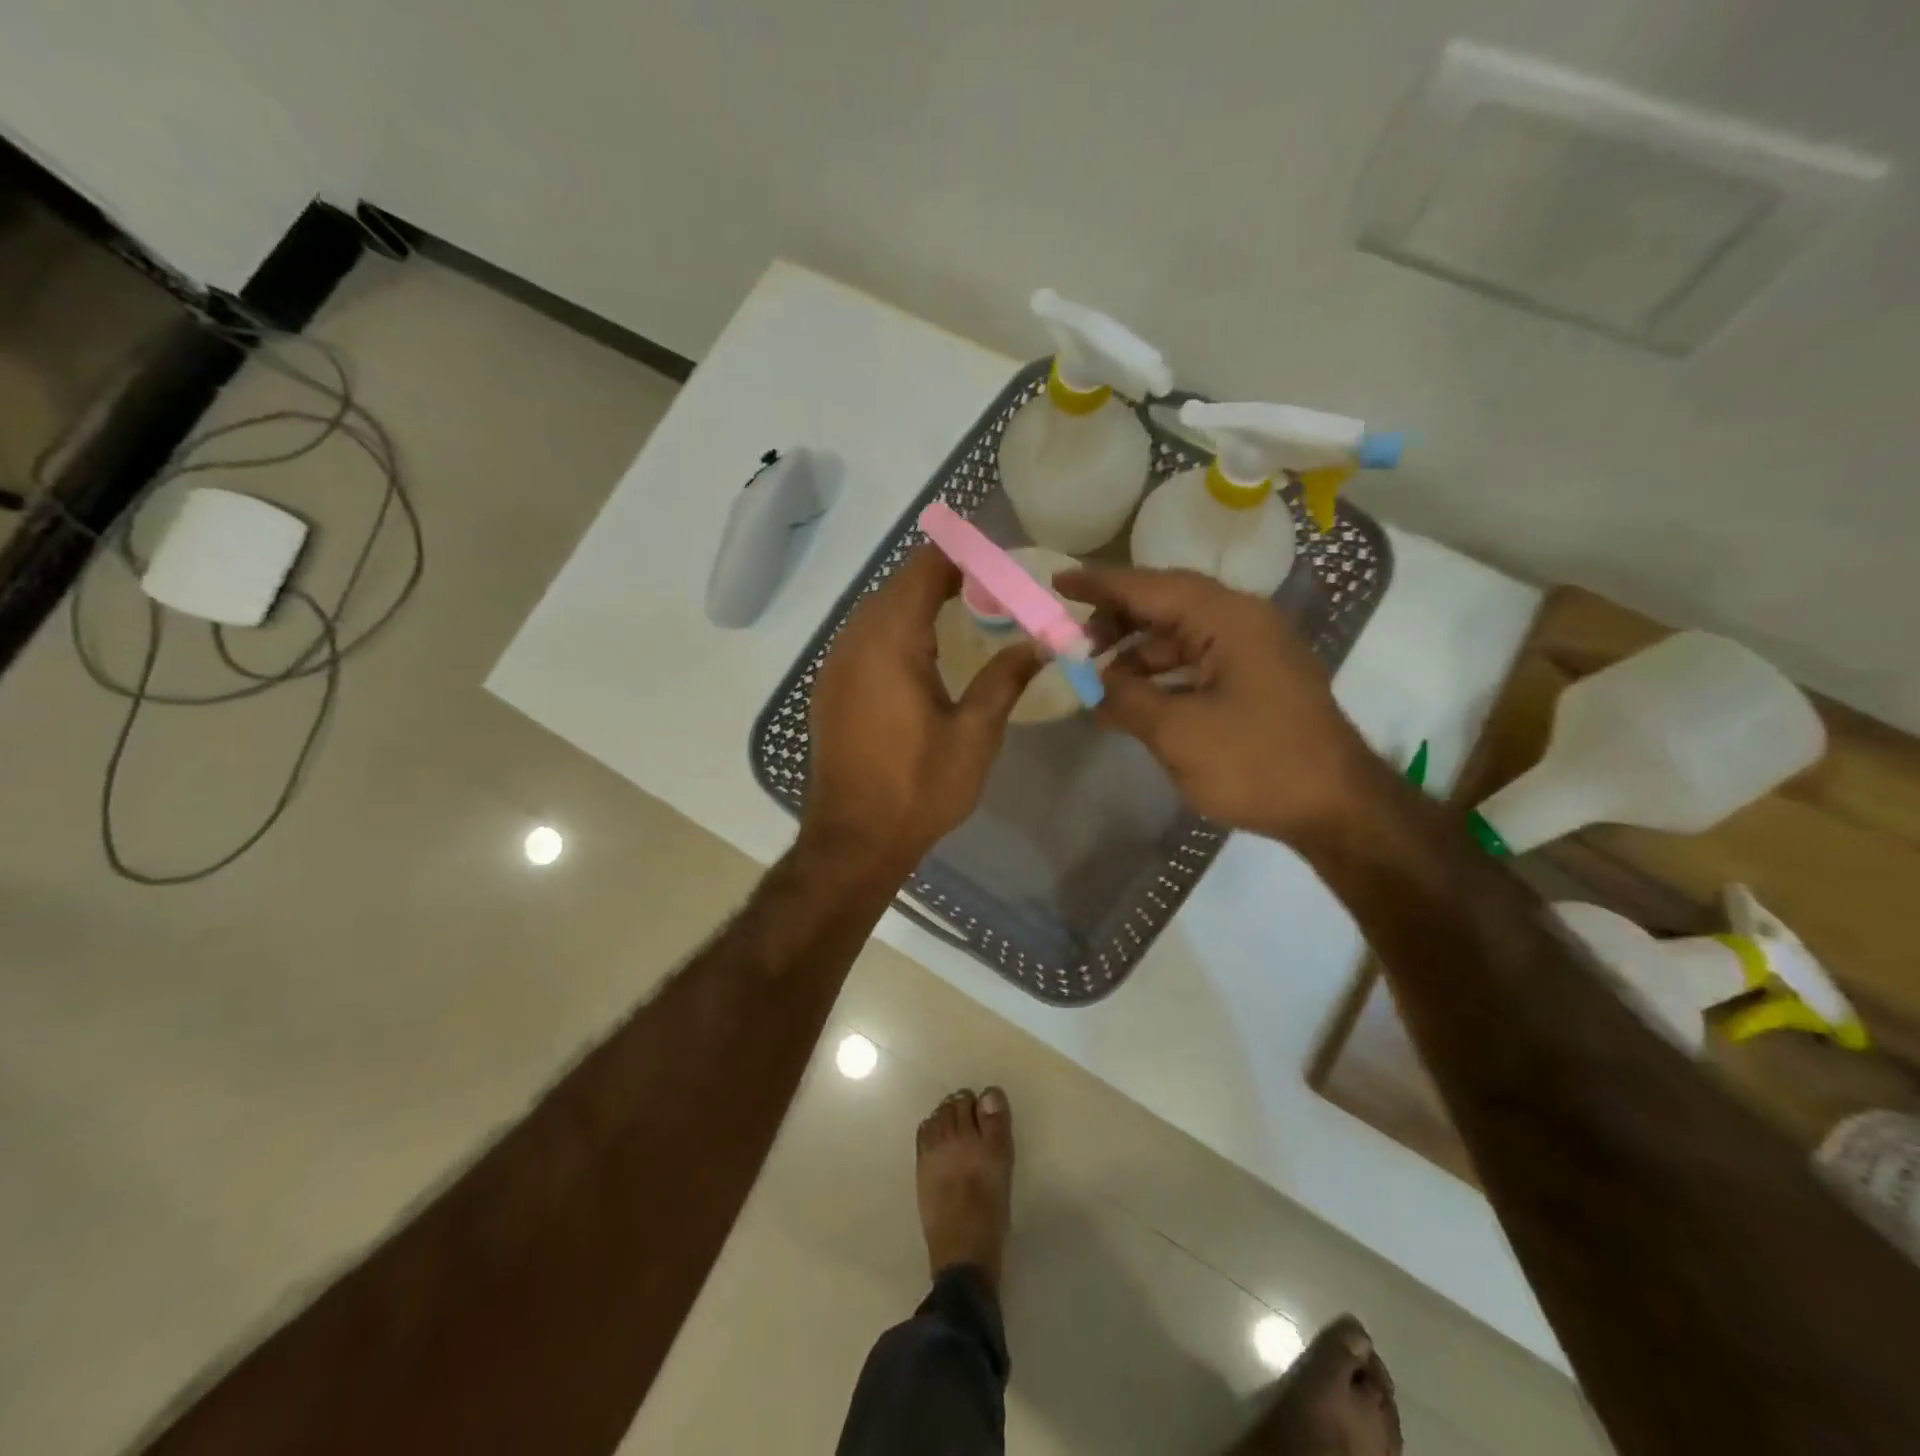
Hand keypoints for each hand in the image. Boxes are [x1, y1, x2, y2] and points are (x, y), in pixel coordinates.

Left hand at [804, 546, 1041, 872]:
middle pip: (898, 584)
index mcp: (891, 642)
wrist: (853, 839)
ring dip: (917, 600)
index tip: (998, 561)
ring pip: (877, 609)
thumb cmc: (918, 787)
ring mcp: (836, 664)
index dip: (961, 555)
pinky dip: (895, 626)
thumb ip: (1005, 679)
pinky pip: (864, 636)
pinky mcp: (830, 687)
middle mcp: (855, 640)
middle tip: (990, 587)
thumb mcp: (974, 735)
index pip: (924, 569)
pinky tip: (922, 650)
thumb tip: (1039, 644)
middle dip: (943, 575)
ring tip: (963, 610)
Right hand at [1058, 566, 1378, 842]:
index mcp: (1227, 619)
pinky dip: (1160, 674)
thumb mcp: (1177, 733)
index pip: (1150, 587)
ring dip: (1136, 653)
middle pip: (1165, 604)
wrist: (1336, 808)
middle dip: (1115, 620)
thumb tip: (1093, 683)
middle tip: (1074, 644)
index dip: (1099, 585)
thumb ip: (1126, 697)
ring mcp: (1253, 650)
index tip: (1057, 583)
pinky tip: (1132, 699)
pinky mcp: (1255, 678)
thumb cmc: (1256, 763)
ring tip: (1097, 679)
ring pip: (1179, 635)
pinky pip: (1196, 661)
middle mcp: (1242, 621)